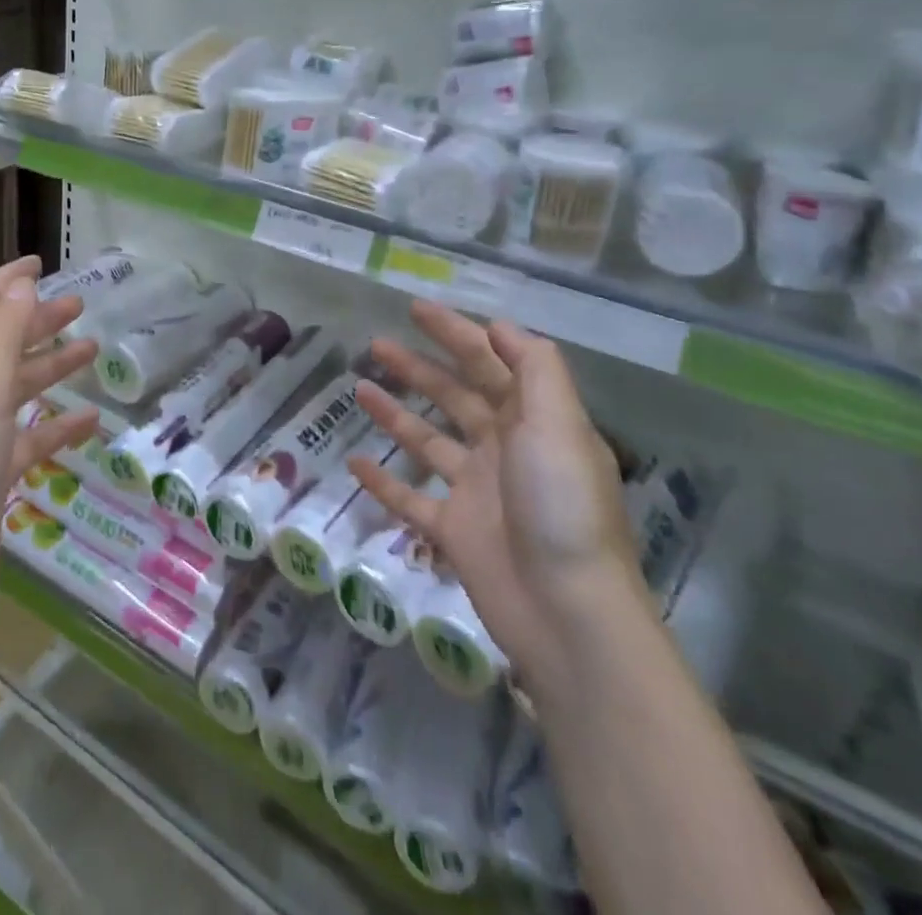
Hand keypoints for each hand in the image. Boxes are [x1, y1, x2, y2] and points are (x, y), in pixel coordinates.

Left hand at [0, 257, 98, 629]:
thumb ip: (0, 334)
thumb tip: (20, 285)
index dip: (4, 282)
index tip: (41, 262)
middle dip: (34, 322)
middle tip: (79, 305)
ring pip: (11, 388)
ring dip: (48, 368)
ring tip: (92, 350)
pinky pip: (23, 437)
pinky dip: (53, 427)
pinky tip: (90, 424)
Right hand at [350, 302, 644, 687]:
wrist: (566, 613)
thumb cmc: (561, 505)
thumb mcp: (558, 424)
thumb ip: (534, 368)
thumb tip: (500, 326)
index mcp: (534, 422)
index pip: (490, 363)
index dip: (456, 333)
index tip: (418, 309)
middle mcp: (505, 450)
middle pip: (454, 396)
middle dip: (418, 367)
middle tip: (376, 343)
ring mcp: (476, 491)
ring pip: (427, 440)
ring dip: (395, 413)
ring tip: (358, 387)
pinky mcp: (452, 530)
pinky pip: (409, 498)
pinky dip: (384, 481)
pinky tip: (355, 462)